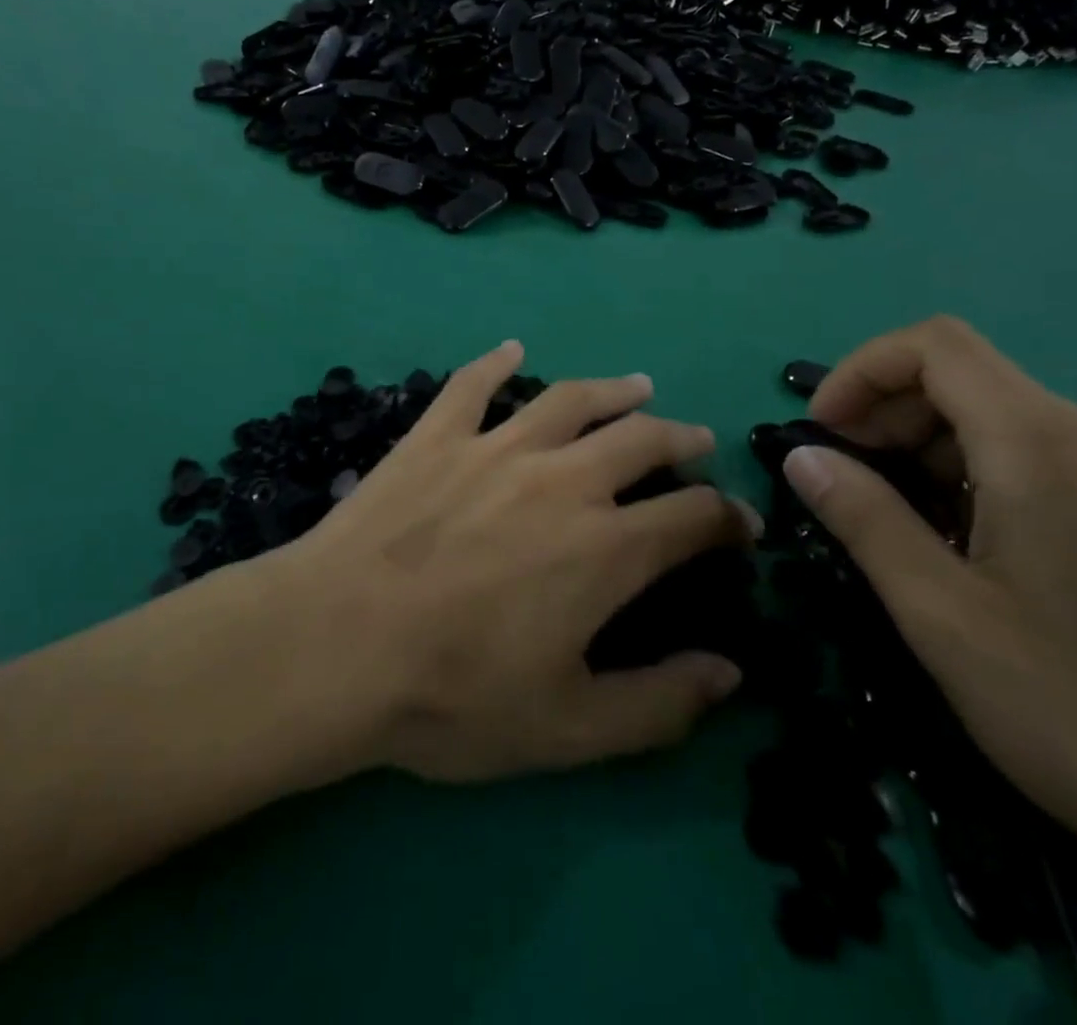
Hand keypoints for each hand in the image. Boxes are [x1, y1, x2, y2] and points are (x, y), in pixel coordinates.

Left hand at [280, 340, 758, 782]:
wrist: (336, 644)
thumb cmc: (453, 695)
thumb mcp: (570, 728)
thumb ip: (660, 703)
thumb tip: (731, 673)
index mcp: (606, 547)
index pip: (692, 516)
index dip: (728, 518)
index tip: (740, 525)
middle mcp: (562, 479)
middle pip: (641, 440)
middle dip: (681, 439)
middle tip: (696, 440)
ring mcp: (494, 447)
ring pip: (570, 400)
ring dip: (613, 390)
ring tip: (637, 386)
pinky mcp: (436, 436)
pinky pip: (473, 385)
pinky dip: (496, 362)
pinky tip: (511, 348)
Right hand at [779, 317, 1076, 1017]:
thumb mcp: (942, 616)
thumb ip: (864, 519)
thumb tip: (801, 456)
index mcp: (1044, 444)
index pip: (933, 345)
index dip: (859, 372)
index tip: (821, 435)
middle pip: (964, 377)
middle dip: (886, 415)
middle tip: (847, 486)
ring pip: (1001, 416)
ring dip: (928, 447)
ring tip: (900, 522)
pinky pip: (1043, 453)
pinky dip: (978, 471)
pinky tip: (969, 542)